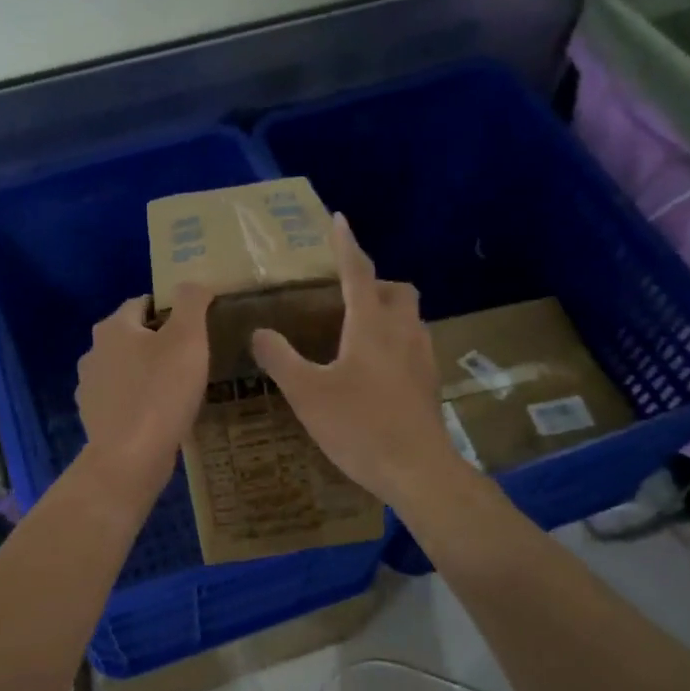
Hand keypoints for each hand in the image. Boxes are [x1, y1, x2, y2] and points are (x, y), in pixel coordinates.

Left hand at [75, 284, 213, 492]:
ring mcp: (89, 387)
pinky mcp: (94, 418)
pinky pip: (121, 399)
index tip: (195, 327)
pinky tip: (159, 415)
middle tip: (192, 359)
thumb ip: (192, 302)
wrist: (130, 457)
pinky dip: (137, 401)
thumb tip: (193, 283)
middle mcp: (93, 351)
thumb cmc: (162, 391)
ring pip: (124, 369)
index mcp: (113, 327)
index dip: (170, 310)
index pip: (142, 303)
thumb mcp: (188, 338)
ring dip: (146, 373)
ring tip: (177, 389)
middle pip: (132, 336)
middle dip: (158, 343)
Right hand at [251, 215, 459, 507]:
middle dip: (375, 283)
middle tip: (348, 297)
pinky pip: (415, 345)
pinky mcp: (430, 383)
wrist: (417, 470)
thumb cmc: (359, 426)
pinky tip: (378, 369)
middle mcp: (402, 332)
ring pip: (411, 318)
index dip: (345, 245)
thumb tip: (259, 332)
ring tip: (360, 332)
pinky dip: (397, 341)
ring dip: (389, 312)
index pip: (358, 272)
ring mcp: (422, 358)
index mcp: (371, 326)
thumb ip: (280, 359)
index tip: (338, 220)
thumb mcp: (307, 393)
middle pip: (397, 290)